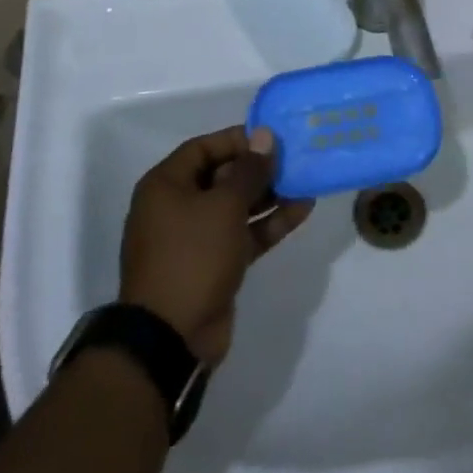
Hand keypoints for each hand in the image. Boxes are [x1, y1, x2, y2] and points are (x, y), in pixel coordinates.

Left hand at [120, 127, 312, 367]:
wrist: (171, 337)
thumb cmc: (192, 256)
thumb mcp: (224, 206)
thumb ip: (249, 170)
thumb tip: (264, 136)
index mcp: (166, 186)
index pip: (203, 147)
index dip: (238, 139)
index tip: (273, 137)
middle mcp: (177, 207)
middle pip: (222, 176)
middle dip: (259, 168)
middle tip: (295, 158)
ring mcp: (195, 238)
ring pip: (237, 206)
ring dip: (270, 195)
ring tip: (306, 181)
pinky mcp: (214, 263)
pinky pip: (243, 233)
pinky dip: (269, 223)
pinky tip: (302, 209)